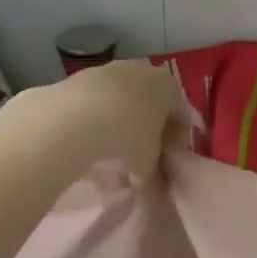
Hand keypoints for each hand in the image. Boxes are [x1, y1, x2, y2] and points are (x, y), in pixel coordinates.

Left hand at [19, 60, 182, 183]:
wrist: (76, 116)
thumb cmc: (127, 135)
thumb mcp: (146, 162)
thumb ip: (153, 174)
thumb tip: (151, 188)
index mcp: (169, 87)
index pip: (180, 116)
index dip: (176, 141)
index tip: (167, 160)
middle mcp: (145, 71)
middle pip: (153, 103)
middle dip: (150, 129)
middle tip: (142, 154)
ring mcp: (113, 70)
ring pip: (125, 99)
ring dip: (123, 120)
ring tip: (113, 147)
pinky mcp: (84, 75)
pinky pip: (100, 99)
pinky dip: (100, 115)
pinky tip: (91, 135)